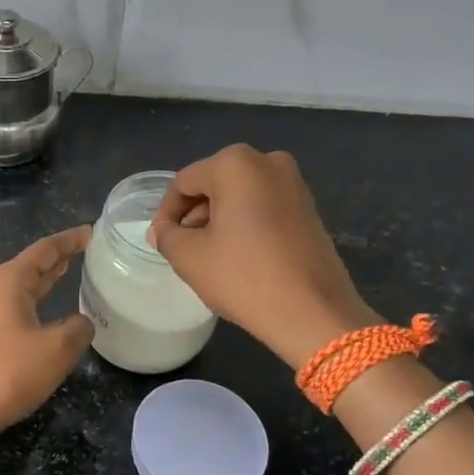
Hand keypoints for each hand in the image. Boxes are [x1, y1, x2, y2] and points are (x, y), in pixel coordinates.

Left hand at [0, 227, 94, 458]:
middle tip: (85, 250)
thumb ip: (78, 328)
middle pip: (30, 265)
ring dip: (44, 280)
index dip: (70, 240)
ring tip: (69, 272)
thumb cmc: (8, 373)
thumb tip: (81, 323)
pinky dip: (34, 301)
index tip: (92, 232)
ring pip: (20, 286)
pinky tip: (47, 312)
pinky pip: (13, 306)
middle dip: (57, 257)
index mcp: (8, 281)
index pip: (45, 249)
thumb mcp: (57, 350)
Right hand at [149, 146, 378, 369]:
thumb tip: (164, 231)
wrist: (313, 312)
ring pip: (239, 196)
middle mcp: (268, 162)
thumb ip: (167, 236)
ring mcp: (294, 183)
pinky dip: (245, 224)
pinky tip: (239, 257)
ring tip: (209, 256)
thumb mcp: (189, 257)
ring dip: (219, 220)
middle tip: (183, 249)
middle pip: (213, 184)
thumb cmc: (244, 277)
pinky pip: (263, 207)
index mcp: (235, 164)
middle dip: (194, 215)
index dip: (166, 213)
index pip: (184, 182)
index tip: (160, 242)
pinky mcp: (309, 208)